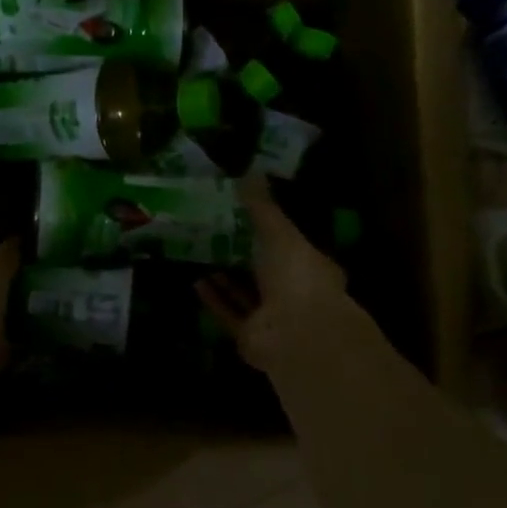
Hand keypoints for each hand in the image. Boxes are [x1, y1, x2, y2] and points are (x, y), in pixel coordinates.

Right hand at [198, 177, 350, 373]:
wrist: (298, 334)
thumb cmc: (298, 277)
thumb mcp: (280, 233)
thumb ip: (262, 206)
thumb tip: (249, 171)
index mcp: (310, 267)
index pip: (289, 245)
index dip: (269, 231)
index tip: (244, 215)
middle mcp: (294, 293)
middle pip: (264, 271)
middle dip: (243, 254)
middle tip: (214, 232)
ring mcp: (272, 318)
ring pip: (245, 294)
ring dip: (225, 277)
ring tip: (200, 254)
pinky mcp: (249, 336)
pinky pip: (228, 314)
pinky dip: (214, 299)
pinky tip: (196, 281)